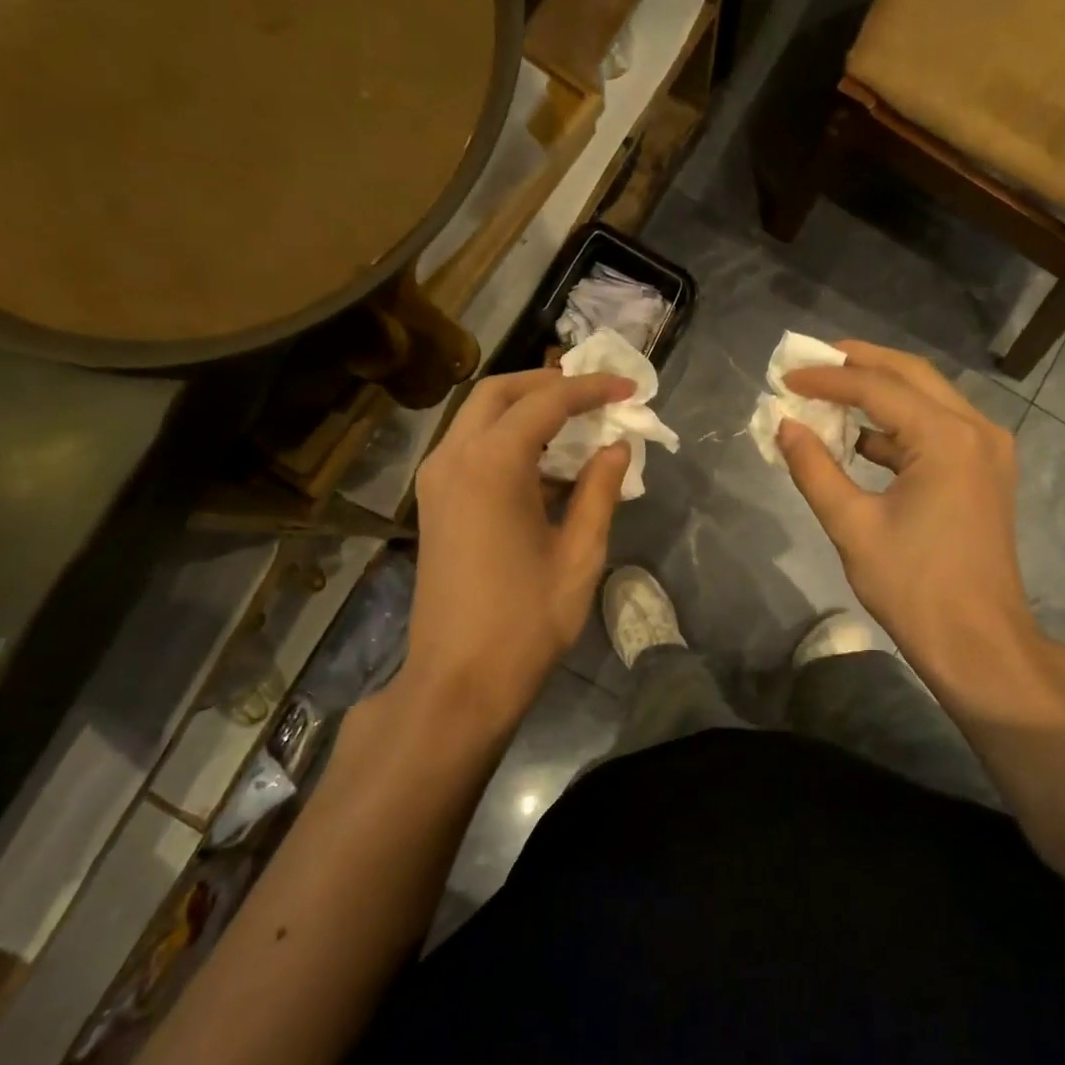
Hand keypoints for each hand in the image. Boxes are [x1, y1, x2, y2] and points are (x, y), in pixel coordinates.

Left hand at [401, 367, 633, 734]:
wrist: (458, 680)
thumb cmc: (526, 621)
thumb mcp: (579, 555)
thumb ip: (599, 492)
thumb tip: (617, 449)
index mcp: (492, 465)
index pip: (546, 401)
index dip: (591, 389)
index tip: (629, 389)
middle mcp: (454, 459)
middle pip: (498, 392)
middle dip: (548, 383)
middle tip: (594, 396)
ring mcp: (436, 481)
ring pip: (477, 417)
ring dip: (525, 410)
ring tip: (576, 427)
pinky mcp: (434, 504)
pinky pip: (470, 448)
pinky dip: (507, 440)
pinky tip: (545, 467)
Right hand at [779, 342, 1038, 691]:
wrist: (978, 643)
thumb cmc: (913, 587)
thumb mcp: (852, 526)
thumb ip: (814, 469)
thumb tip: (784, 426)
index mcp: (947, 438)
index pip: (877, 388)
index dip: (827, 378)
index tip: (786, 377)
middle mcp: (976, 429)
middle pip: (911, 375)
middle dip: (859, 363)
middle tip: (812, 360)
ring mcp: (987, 449)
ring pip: (927, 399)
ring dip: (879, 393)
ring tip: (829, 392)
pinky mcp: (985, 472)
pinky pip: (937, 430)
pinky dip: (897, 426)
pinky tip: (860, 438)